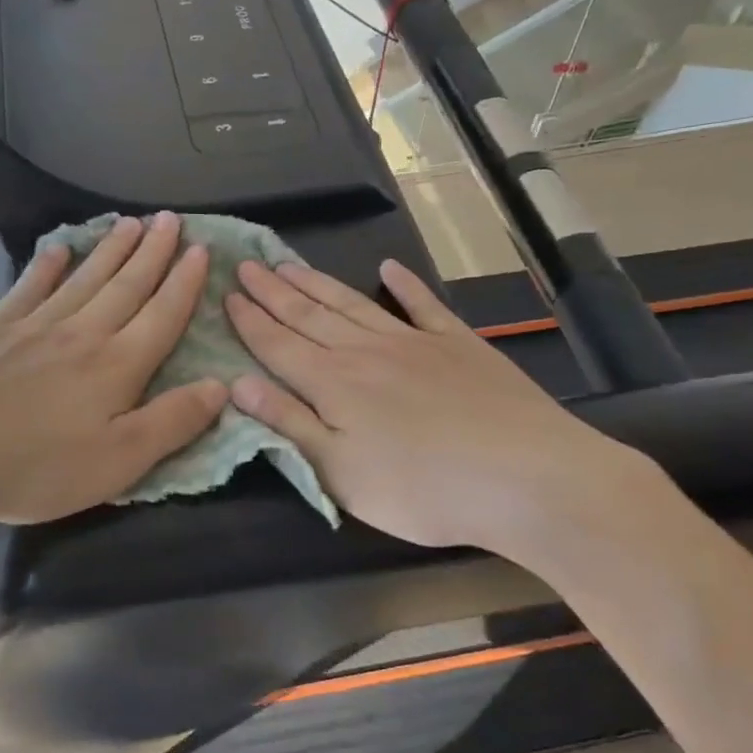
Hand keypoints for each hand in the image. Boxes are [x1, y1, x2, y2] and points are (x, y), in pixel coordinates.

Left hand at [0, 212, 227, 527]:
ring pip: (85, 278)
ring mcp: (34, 327)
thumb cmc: (34, 467)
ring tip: (132, 223)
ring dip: (112, 250)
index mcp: (117, 365)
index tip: (201, 249)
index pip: (162, 314)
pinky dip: (47, 266)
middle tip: (172, 219)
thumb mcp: (118, 462)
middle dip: (154, 252)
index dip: (185, 282)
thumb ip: (172, 422)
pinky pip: (29, 288)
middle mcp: (82, 333)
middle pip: (126, 284)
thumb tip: (222, 387)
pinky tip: (58, 249)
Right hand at [224, 257, 664, 559]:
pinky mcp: (458, 344)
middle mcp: (366, 352)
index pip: (279, 346)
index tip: (228, 294)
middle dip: (274, 291)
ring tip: (290, 263)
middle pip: (309, 316)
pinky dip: (405, 284)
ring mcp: (414, 342)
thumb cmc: (421, 489)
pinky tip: (390, 267)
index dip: (250, 321)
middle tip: (247, 264)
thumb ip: (289, 424)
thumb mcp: (339, 472)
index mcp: (333, 384)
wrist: (525, 477)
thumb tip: (239, 383)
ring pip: (353, 304)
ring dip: (318, 284)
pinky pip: (423, 306)